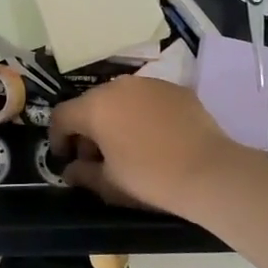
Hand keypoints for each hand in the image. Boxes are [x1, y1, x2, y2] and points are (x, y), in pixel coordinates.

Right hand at [50, 76, 250, 216]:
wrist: (208, 171)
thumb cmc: (148, 178)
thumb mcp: (108, 183)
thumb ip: (82, 174)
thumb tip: (70, 170)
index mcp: (95, 107)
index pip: (62, 116)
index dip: (58, 138)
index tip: (65, 159)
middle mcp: (118, 86)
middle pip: (91, 104)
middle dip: (87, 129)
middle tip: (95, 157)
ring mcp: (149, 84)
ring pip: (120, 98)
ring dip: (114, 119)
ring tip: (126, 146)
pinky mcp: (175, 89)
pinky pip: (147, 99)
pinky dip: (142, 114)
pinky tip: (154, 137)